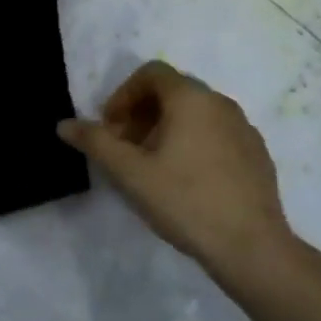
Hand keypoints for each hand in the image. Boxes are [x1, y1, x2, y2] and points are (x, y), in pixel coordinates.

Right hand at [58, 61, 298, 278]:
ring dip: (166, 129)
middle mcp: (221, 103)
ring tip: (152, 167)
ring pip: (195, 114)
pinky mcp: (257, 153)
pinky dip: (193, 142)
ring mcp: (244, 128)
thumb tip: (64, 124)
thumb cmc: (185, 201)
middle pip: (172, 92)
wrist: (251, 247)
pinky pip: (216, 133)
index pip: (151, 73)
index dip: (123, 95)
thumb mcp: (130, 173)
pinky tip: (186, 181)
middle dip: (141, 114)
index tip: (110, 129)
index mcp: (191, 98)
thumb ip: (95, 143)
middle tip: (125, 149)